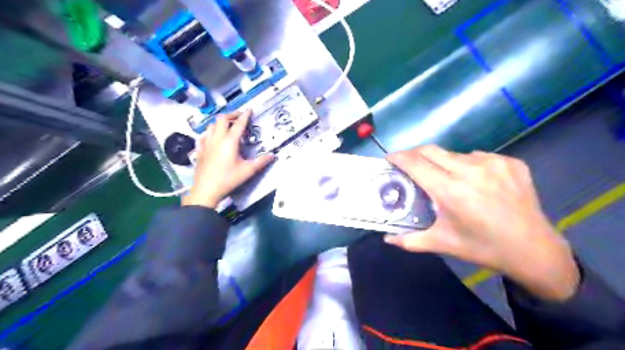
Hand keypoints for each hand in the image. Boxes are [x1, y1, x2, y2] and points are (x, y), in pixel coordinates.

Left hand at [184, 110, 275, 207]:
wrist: (206, 190)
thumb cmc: (229, 179)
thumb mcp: (248, 171)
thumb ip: (261, 162)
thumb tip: (274, 155)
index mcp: (230, 141)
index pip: (239, 124)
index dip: (245, 115)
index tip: (250, 109)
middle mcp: (217, 138)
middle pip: (222, 119)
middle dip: (232, 115)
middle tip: (240, 118)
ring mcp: (206, 143)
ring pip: (211, 125)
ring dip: (220, 123)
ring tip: (228, 127)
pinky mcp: (200, 150)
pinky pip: (204, 135)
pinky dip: (210, 132)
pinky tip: (213, 137)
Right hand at [387, 145, 580, 300]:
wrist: (534, 250)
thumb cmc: (482, 248)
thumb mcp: (442, 244)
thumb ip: (409, 240)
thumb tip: (386, 238)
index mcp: (450, 191)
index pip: (415, 163)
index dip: (398, 157)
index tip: (388, 159)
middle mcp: (470, 170)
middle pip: (431, 150)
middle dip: (414, 154)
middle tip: (408, 164)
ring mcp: (493, 163)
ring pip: (454, 154)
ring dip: (442, 162)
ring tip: (444, 178)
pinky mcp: (510, 162)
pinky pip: (478, 156)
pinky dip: (467, 165)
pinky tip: (474, 181)